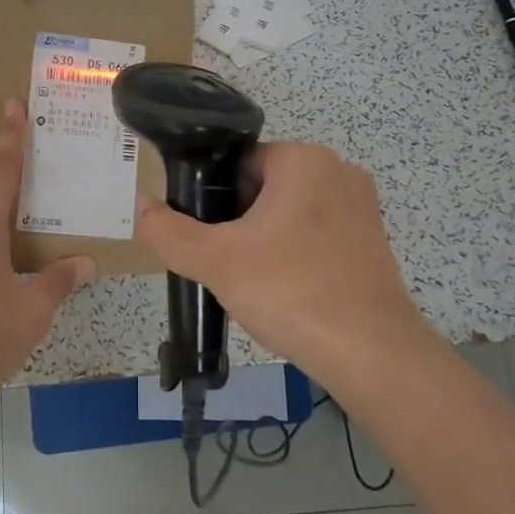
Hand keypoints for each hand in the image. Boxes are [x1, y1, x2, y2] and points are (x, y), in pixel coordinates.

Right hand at [133, 141, 434, 389]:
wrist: (372, 355)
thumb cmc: (291, 291)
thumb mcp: (216, 261)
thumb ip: (168, 231)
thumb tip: (140, 207)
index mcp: (303, 158)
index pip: (237, 164)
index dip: (213, 200)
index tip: (207, 238)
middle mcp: (338, 170)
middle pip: (264, 187)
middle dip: (239, 222)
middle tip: (226, 264)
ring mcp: (362, 207)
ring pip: (290, 213)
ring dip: (266, 240)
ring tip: (255, 282)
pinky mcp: (374, 241)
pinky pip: (318, 236)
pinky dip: (296, 256)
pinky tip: (287, 292)